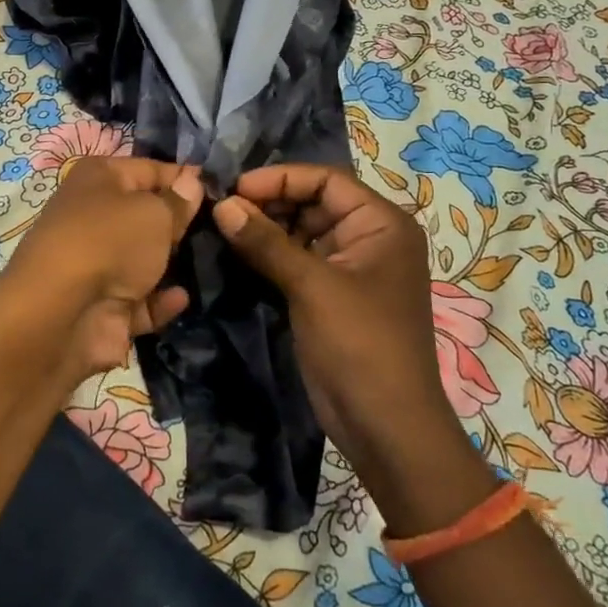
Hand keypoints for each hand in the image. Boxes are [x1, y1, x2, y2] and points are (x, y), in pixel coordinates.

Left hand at [0, 156, 203, 385]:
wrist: (61, 314)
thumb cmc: (110, 242)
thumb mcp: (155, 213)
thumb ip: (178, 201)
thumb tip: (192, 182)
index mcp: (99, 178)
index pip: (150, 169)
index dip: (184, 178)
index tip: (219, 190)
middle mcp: (94, 216)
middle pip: (146, 215)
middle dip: (180, 223)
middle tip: (220, 229)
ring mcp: (96, 264)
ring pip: (144, 259)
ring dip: (171, 264)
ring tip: (210, 262)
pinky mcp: (103, 307)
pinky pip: (141, 300)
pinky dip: (161, 301)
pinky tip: (182, 298)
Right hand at [214, 165, 492, 531]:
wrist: (386, 427)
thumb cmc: (361, 344)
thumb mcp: (312, 286)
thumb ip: (266, 242)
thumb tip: (222, 204)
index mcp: (381, 224)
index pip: (326, 180)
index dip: (280, 179)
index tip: (234, 188)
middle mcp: (369, 238)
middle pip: (312, 202)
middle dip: (269, 202)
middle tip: (223, 210)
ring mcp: (350, 268)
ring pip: (301, 231)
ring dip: (266, 228)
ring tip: (224, 227)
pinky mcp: (330, 295)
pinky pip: (297, 260)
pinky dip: (270, 254)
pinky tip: (238, 252)